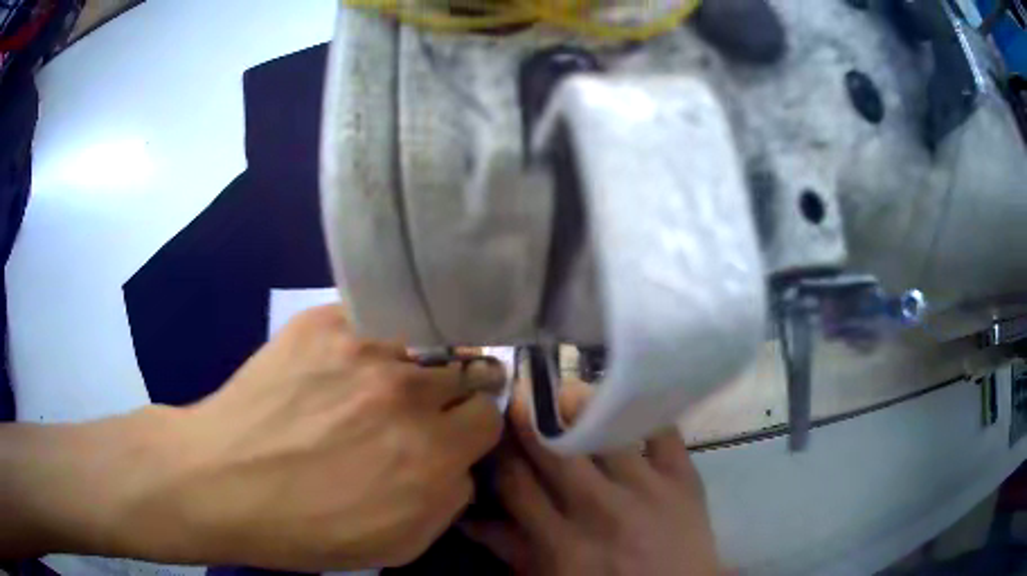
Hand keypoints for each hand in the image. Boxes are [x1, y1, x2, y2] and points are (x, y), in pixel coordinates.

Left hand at [108, 305, 503, 569]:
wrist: (221, 480)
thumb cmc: (306, 528)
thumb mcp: (397, 545)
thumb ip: (448, 501)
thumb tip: (460, 461)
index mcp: (431, 455)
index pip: (490, 416)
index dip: (471, 429)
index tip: (452, 434)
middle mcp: (407, 394)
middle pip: (469, 371)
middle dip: (455, 393)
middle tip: (423, 408)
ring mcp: (363, 349)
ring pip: (424, 343)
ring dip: (414, 365)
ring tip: (376, 385)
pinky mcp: (324, 322)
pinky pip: (374, 322)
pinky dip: (371, 343)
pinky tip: (340, 366)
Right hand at [466, 379, 719, 575]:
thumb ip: (508, 548)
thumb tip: (466, 517)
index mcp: (562, 542)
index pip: (517, 482)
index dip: (499, 450)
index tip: (493, 429)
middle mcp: (601, 510)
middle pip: (555, 450)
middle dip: (529, 418)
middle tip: (519, 392)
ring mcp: (647, 489)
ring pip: (606, 428)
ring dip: (579, 404)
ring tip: (564, 391)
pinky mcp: (683, 476)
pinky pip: (661, 429)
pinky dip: (640, 411)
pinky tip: (622, 405)